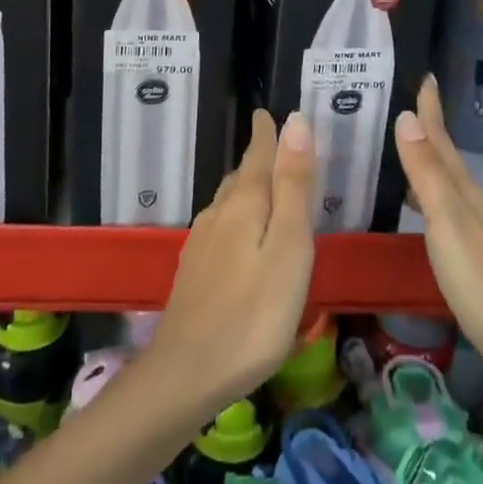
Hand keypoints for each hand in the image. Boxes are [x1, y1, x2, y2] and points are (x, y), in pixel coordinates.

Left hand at [148, 110, 315, 415]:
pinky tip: (241, 235)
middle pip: (242, 175)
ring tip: (266, 183)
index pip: (258, 153)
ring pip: (229, 201)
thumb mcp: (289, 247)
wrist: (187, 373)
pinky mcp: (195, 270)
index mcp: (245, 203)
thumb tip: (295, 121)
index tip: (267, 111)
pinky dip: (238, 216)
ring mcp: (202, 243)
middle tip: (276, 143)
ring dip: (247, 186)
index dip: (267, 132)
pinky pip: (221, 226)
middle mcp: (218, 213)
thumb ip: (293, 185)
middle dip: (258, 156)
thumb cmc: (254, 313)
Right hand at [393, 76, 482, 387]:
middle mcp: (481, 208)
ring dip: (431, 171)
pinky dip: (436, 204)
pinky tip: (427, 218)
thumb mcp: (449, 224)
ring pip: (453, 191)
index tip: (425, 76)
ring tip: (406, 160)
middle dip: (429, 137)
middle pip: (450, 163)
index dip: (432, 111)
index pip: (444, 143)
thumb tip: (408, 117)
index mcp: (470, 195)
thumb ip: (428, 174)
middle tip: (404, 114)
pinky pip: (454, 217)